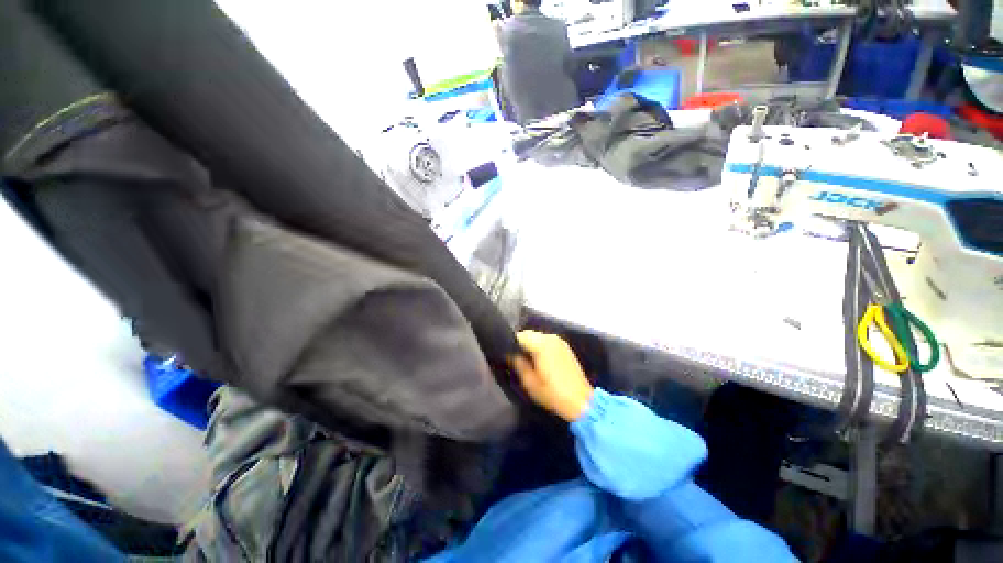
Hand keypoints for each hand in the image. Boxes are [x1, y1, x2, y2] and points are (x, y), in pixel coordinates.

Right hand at [511, 331, 593, 421]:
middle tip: (515, 359)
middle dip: (521, 344)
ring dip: (531, 345)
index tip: (506, 355)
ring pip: (538, 337)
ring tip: (527, 360)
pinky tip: (540, 360)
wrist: (581, 402)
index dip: (510, 344)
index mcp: (541, 344)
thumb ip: (517, 364)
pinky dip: (541, 346)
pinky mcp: (565, 347)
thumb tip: (510, 354)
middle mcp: (550, 338)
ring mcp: (559, 341)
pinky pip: (547, 341)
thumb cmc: (552, 393)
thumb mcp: (529, 382)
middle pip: (529, 334)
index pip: (519, 336)